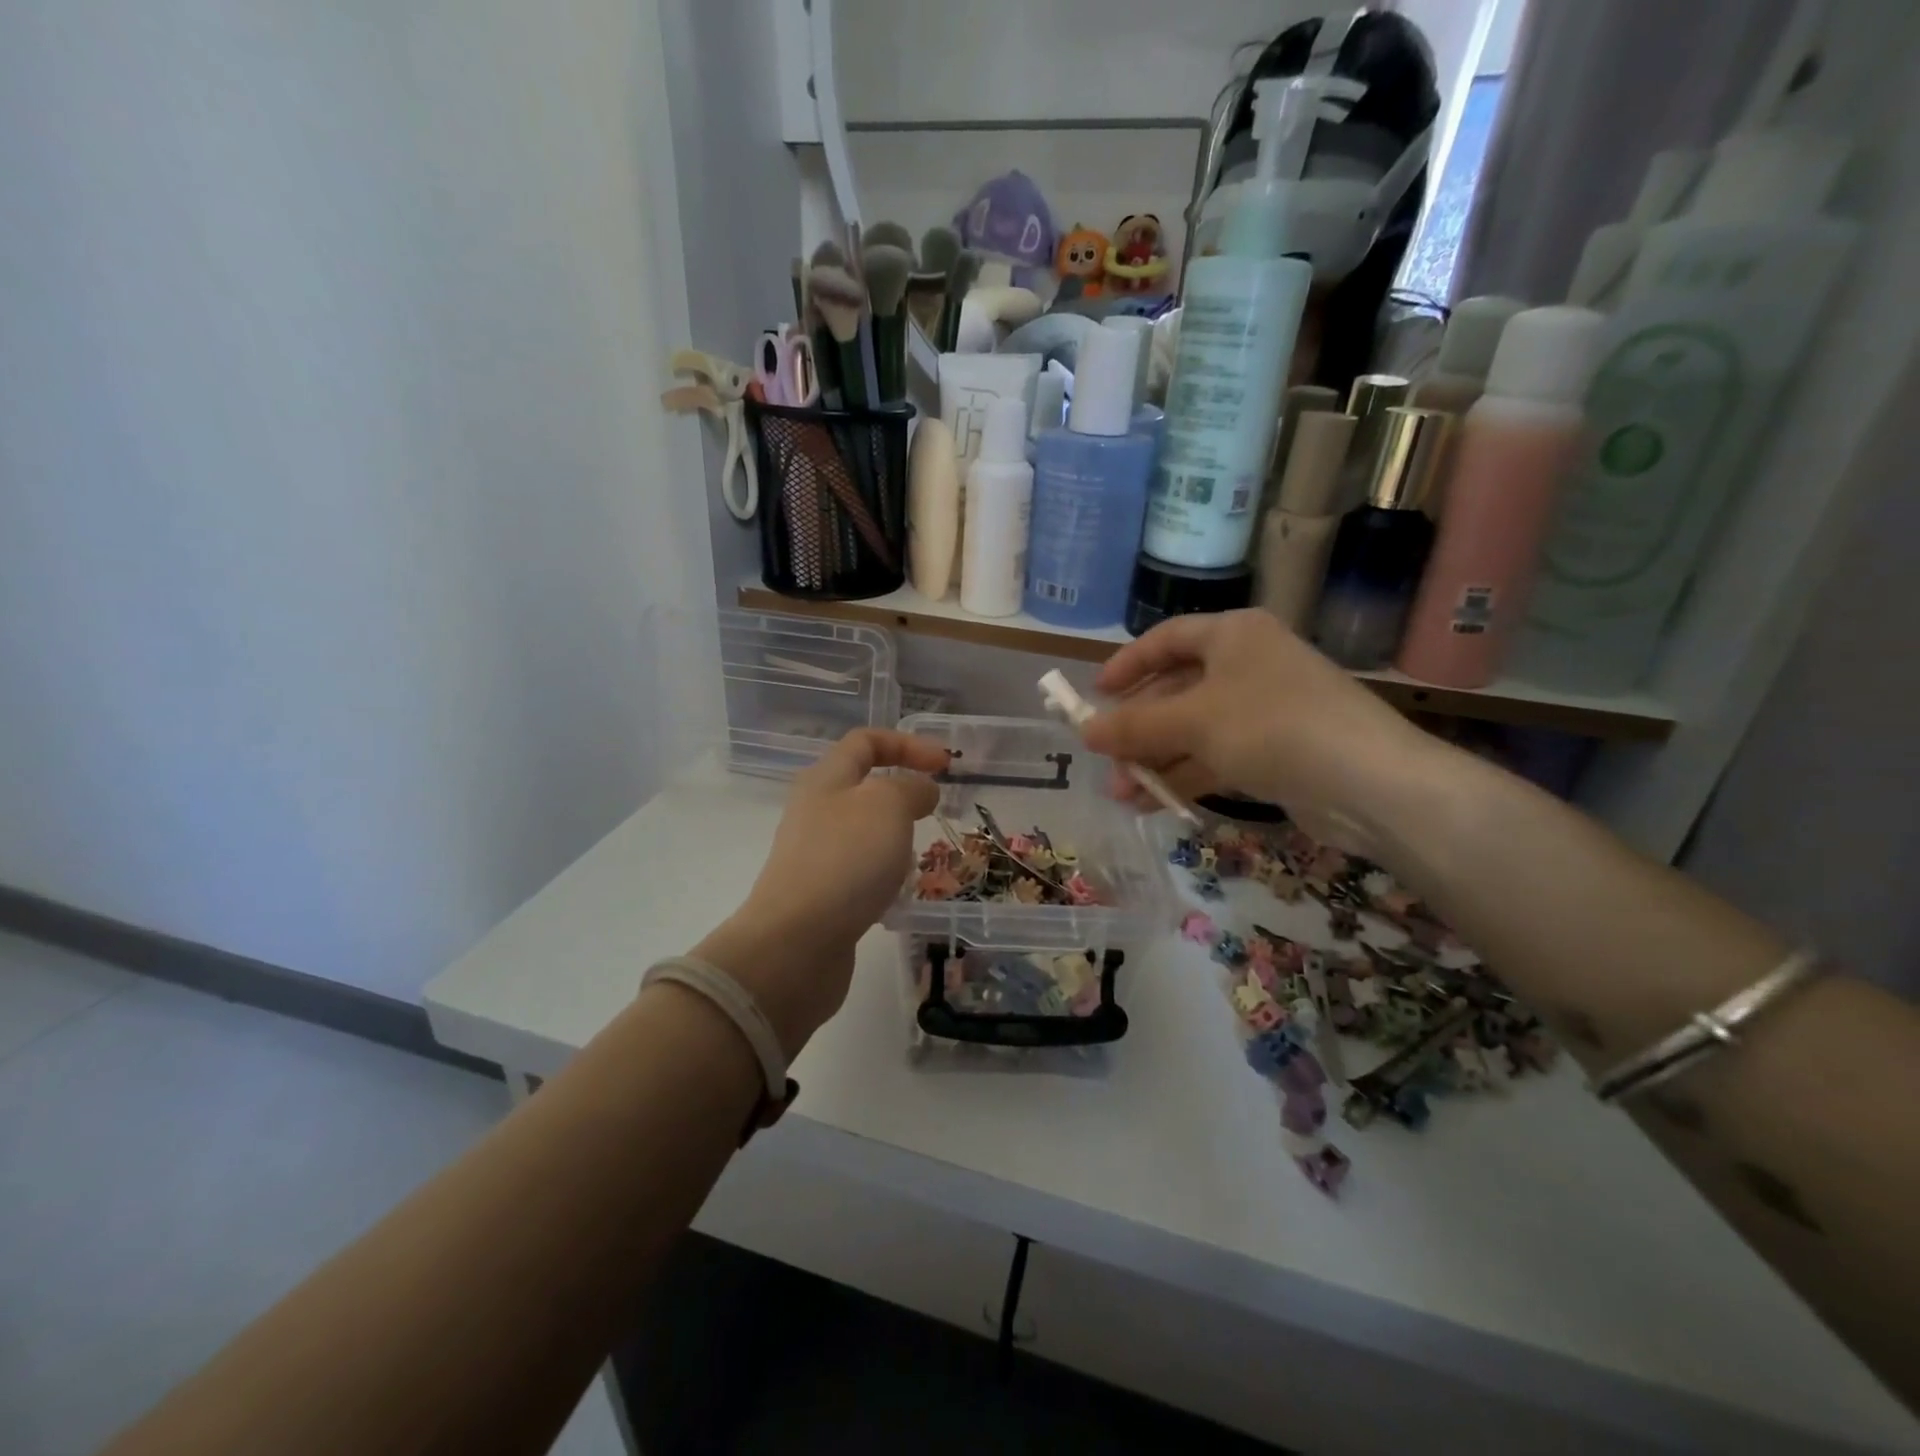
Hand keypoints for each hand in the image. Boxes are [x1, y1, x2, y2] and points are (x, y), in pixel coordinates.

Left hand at [693, 729, 948, 1056]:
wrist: (795, 944)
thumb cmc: (845, 861)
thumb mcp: (888, 806)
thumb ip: (910, 788)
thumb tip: (921, 790)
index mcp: (826, 779)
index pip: (866, 742)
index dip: (908, 744)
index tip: (946, 765)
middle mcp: (816, 810)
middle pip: (863, 786)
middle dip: (904, 793)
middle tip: (935, 812)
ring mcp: (815, 854)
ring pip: (864, 830)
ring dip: (896, 836)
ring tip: (919, 856)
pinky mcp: (820, 893)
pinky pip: (860, 869)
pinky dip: (884, 872)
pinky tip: (898, 892)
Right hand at [1083, 611, 1434, 853]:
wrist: (1369, 783)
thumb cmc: (1271, 726)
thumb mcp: (1192, 721)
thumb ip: (1134, 726)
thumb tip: (1084, 731)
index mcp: (1233, 635)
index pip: (1166, 639)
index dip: (1127, 664)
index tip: (1095, 694)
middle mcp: (1249, 664)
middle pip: (1177, 690)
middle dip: (1138, 729)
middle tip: (1105, 759)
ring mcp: (1265, 710)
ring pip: (1194, 730)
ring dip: (1156, 760)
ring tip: (1122, 794)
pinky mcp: (1276, 751)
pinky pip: (1216, 757)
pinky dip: (1185, 776)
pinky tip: (1154, 803)